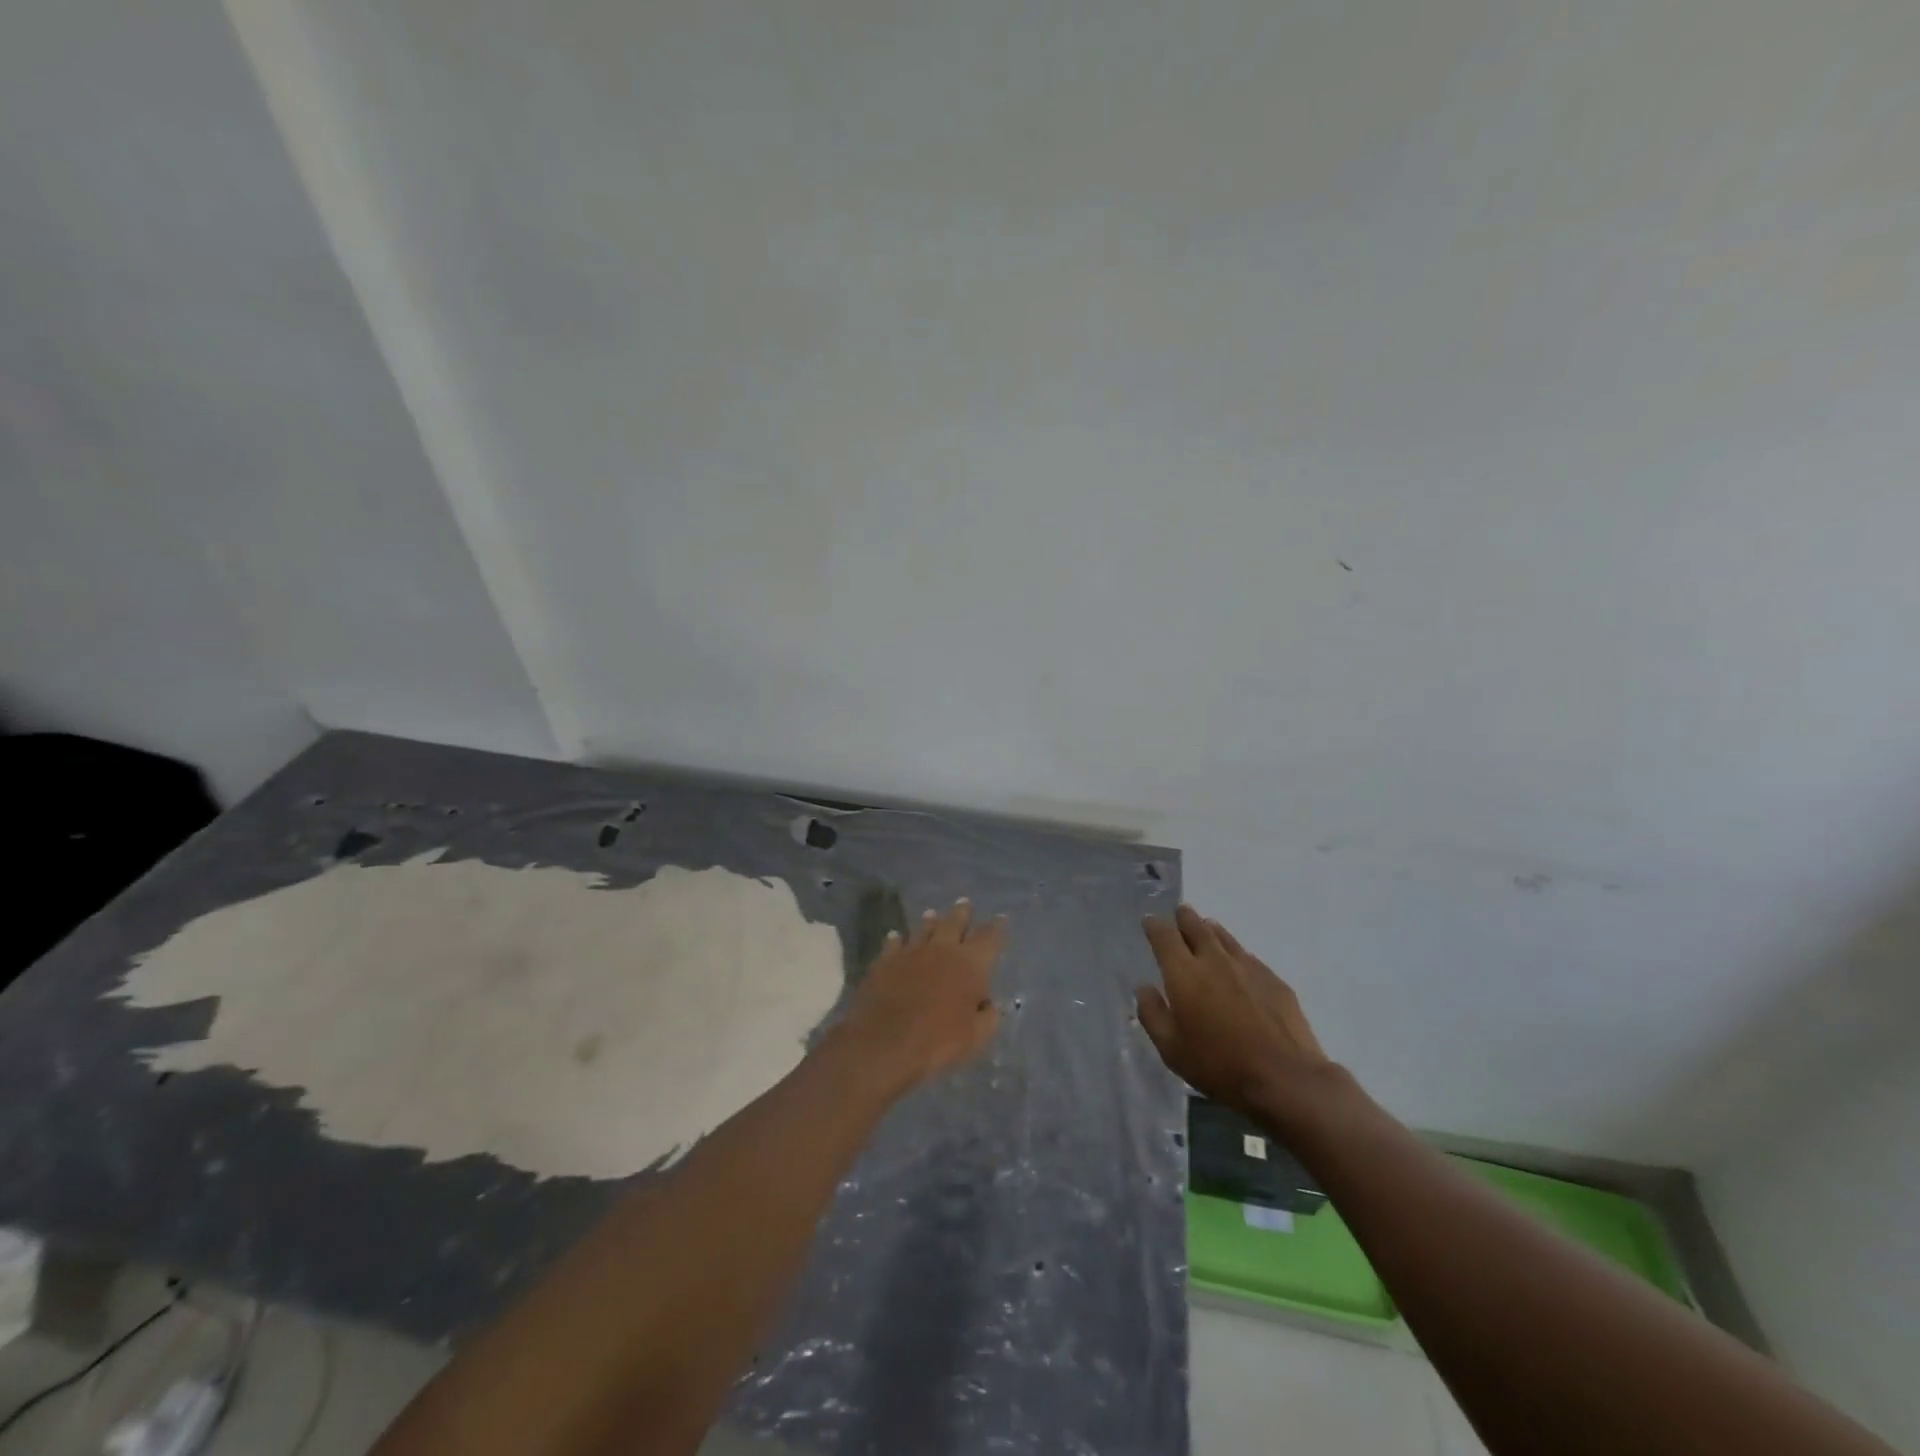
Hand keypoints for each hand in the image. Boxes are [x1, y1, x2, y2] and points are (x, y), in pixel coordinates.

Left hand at [839, 899, 1004, 1093]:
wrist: (885, 1041)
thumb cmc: (939, 1041)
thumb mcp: (976, 1037)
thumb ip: (988, 1017)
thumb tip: (990, 1004)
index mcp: (971, 964)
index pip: (989, 938)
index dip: (997, 927)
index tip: (1000, 918)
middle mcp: (942, 949)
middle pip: (955, 923)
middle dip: (962, 912)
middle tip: (964, 902)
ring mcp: (911, 952)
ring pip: (924, 929)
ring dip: (930, 921)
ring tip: (932, 914)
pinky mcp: (885, 961)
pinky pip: (893, 943)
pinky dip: (896, 939)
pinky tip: (895, 936)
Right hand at [1137, 906, 1331, 1123]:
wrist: (1286, 1078)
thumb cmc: (1220, 1065)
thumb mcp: (1172, 1050)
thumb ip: (1152, 1014)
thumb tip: (1144, 988)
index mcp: (1184, 974)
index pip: (1165, 937)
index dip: (1155, 925)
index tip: (1150, 922)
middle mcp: (1214, 961)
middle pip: (1196, 927)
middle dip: (1184, 918)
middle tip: (1180, 913)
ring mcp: (1248, 967)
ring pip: (1224, 937)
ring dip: (1210, 929)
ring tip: (1206, 927)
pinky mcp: (1274, 980)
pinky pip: (1248, 956)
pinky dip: (1235, 952)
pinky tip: (1238, 963)